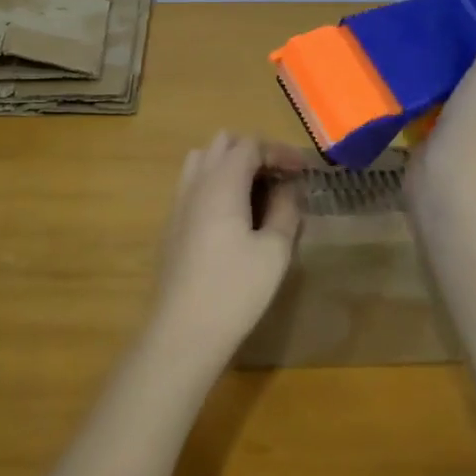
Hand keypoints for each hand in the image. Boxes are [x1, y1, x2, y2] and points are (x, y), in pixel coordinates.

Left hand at [147, 133, 305, 365]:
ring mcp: (179, 203)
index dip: (279, 151)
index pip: (250, 145)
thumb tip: (289, 189)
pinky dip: (216, 183)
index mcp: (221, 183)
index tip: (303, 170)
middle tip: (280, 177)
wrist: (183, 331)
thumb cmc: (235, 289)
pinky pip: (194, 184)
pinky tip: (234, 215)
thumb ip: (285, 211)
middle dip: (254, 151)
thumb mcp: (274, 251)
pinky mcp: (172, 224)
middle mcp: (196, 183)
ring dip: (232, 165)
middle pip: (223, 144)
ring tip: (257, 191)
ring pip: (203, 161)